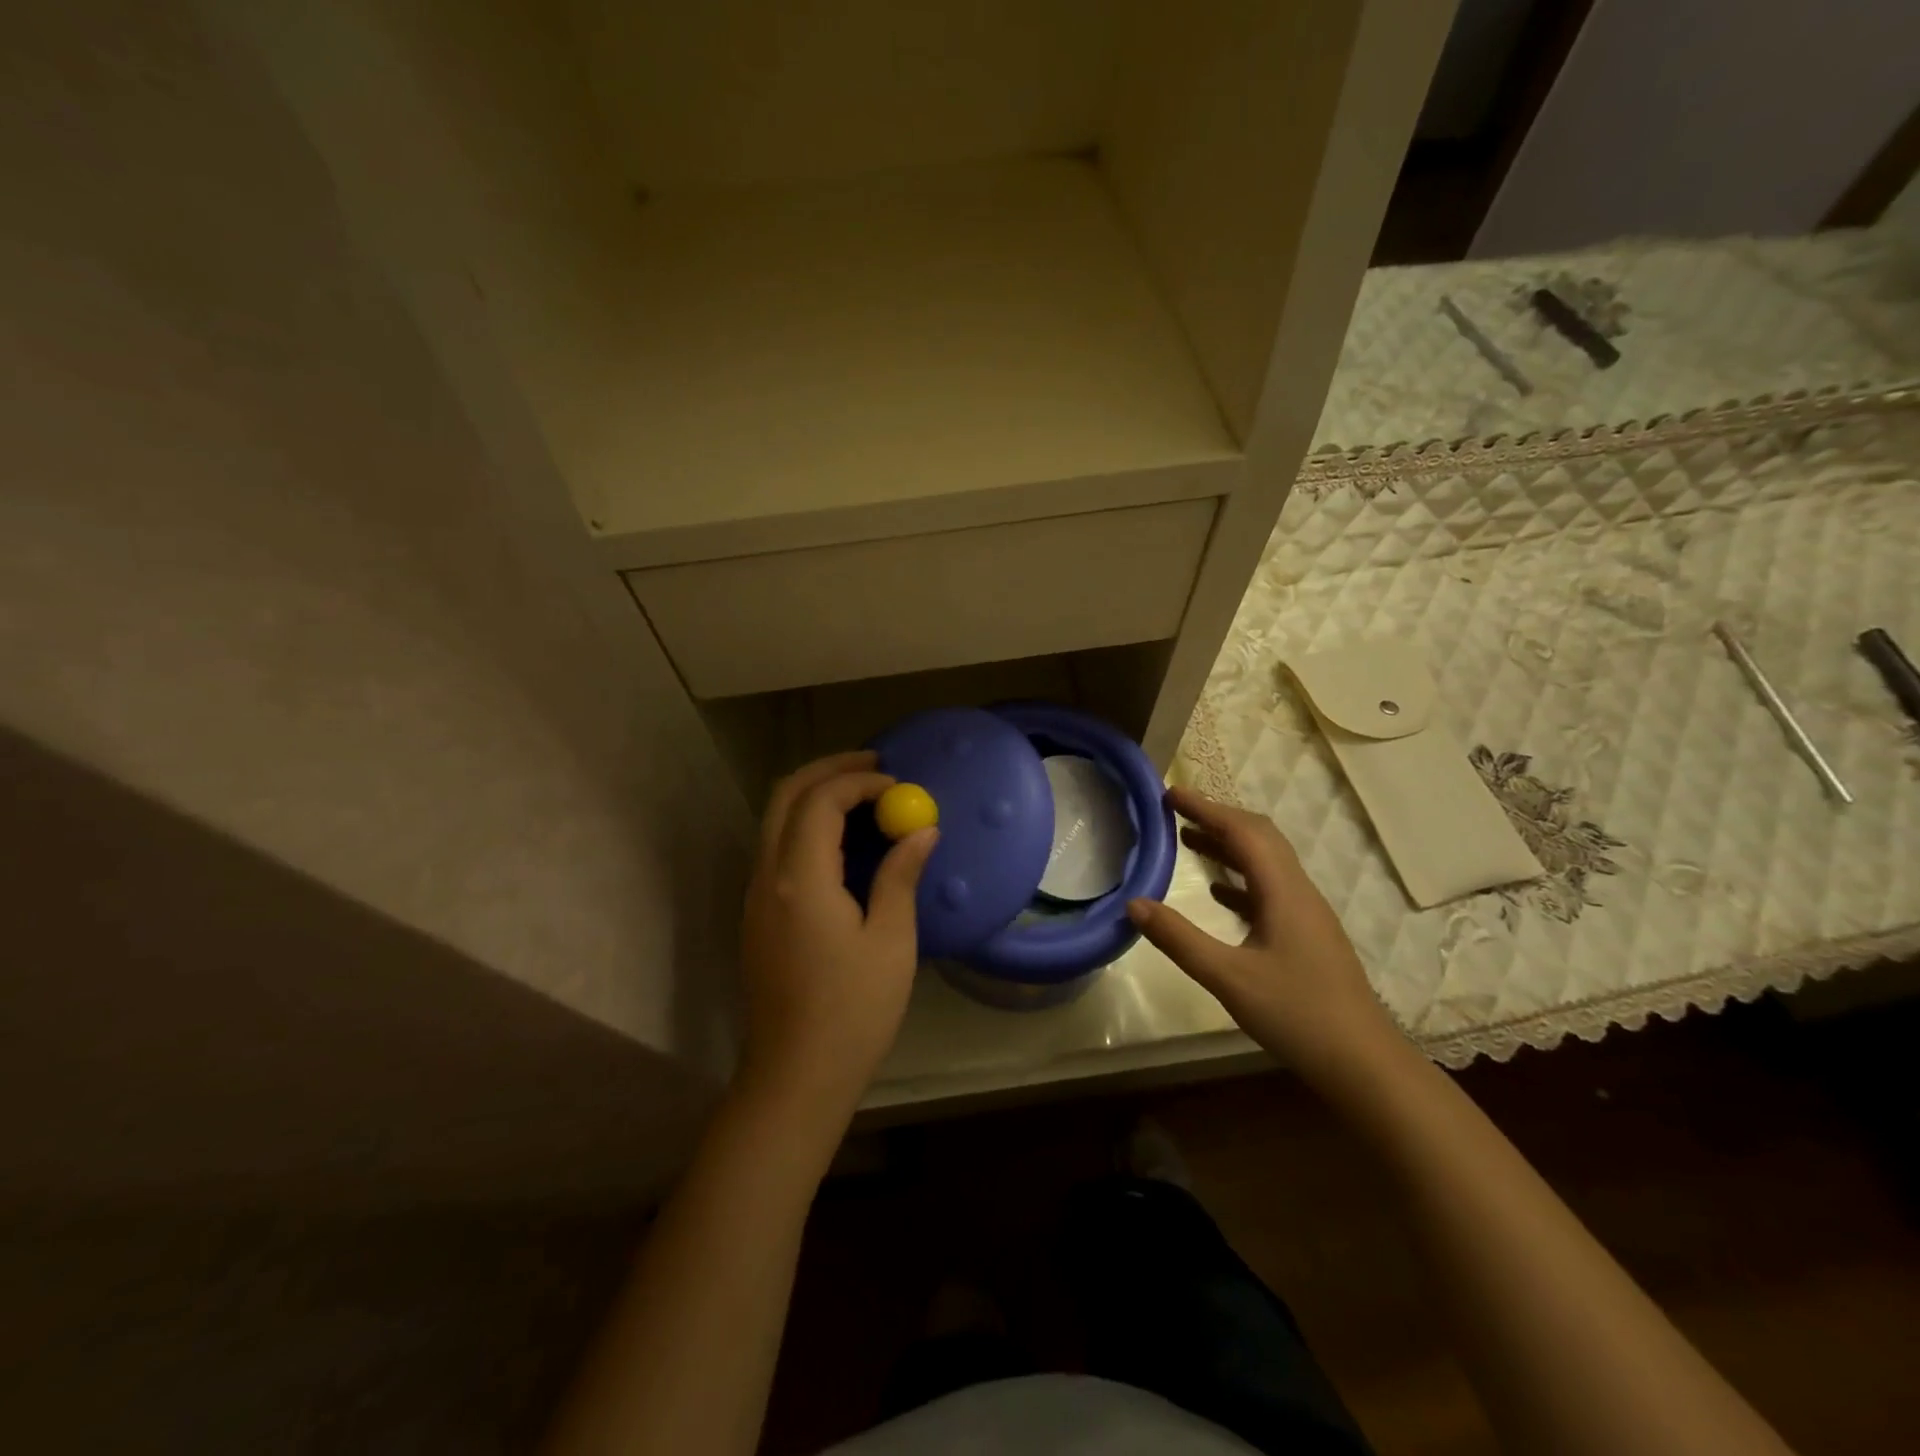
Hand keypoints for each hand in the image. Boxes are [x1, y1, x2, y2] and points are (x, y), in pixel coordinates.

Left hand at [737, 752, 938, 1117]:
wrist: (796, 1075)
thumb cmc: (853, 1011)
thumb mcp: (890, 941)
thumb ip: (900, 876)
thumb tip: (921, 831)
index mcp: (800, 878)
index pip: (821, 800)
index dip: (860, 782)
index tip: (898, 789)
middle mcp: (767, 876)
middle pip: (786, 795)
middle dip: (829, 771)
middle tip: (874, 768)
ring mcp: (756, 895)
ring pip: (775, 818)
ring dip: (815, 795)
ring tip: (862, 797)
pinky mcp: (757, 914)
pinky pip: (776, 845)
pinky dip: (806, 823)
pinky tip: (841, 840)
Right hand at [1127, 786, 1403, 1092]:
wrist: (1364, 1064)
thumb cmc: (1298, 1015)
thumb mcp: (1229, 978)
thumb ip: (1179, 939)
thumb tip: (1134, 904)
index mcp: (1284, 892)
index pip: (1243, 832)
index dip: (1206, 807)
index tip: (1170, 794)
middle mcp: (1299, 892)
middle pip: (1259, 837)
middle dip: (1217, 818)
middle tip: (1175, 811)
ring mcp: (1306, 914)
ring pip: (1266, 863)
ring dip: (1228, 845)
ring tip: (1187, 840)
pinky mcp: (1306, 935)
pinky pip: (1269, 889)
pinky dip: (1240, 878)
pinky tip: (1218, 891)